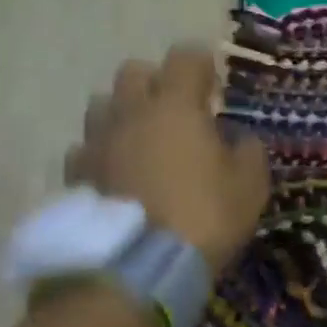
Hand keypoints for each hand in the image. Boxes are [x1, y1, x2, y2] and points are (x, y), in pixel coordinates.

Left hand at [63, 46, 270, 273]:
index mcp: (175, 107)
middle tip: (177, 112)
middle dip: (157, 83)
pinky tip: (117, 176)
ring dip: (124, 114)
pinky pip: (85, 149)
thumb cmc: (205, 217)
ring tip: (143, 142)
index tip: (214, 88)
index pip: (185, 57)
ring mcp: (96, 143)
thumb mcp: (250, 185)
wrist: (139, 269)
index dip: (203, 65)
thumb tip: (238, 139)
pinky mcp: (76, 177)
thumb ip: (248, 150)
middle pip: (134, 72)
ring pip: (102, 106)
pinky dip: (102, 154)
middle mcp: (130, 113)